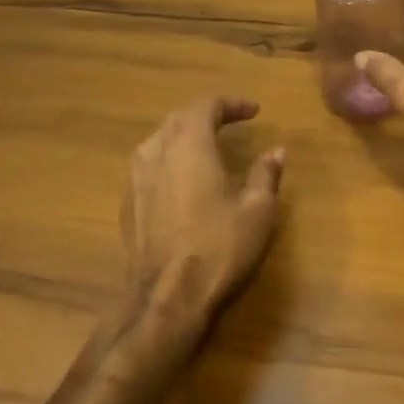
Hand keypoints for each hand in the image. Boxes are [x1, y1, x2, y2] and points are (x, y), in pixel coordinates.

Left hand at [120, 98, 285, 338]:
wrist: (166, 299)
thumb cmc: (218, 248)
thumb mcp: (257, 211)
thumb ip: (265, 175)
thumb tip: (275, 152)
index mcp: (188, 145)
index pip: (206, 105)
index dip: (231, 104)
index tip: (254, 111)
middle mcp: (155, 152)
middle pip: (178, 118)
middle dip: (206, 114)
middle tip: (231, 121)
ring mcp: (135, 179)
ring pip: (158, 140)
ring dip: (183, 135)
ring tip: (206, 144)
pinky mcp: (127, 205)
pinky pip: (148, 166)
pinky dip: (169, 160)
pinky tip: (182, 179)